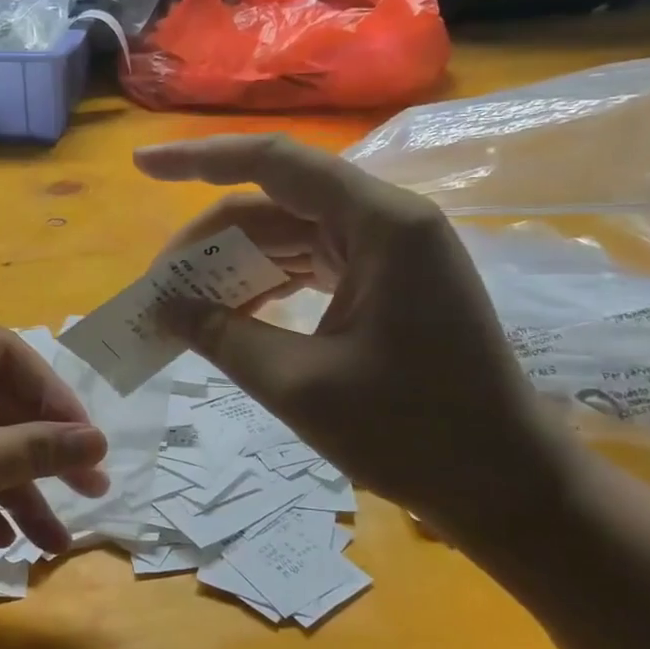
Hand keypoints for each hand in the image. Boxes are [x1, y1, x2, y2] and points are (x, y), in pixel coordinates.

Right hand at [135, 134, 572, 541]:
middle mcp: (386, 220)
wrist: (509, 488)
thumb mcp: (300, 385)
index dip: (199, 160)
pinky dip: (265, 284)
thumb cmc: (415, 435)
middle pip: (274, 204)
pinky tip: (229, 313)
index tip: (140, 167)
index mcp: (380, 223)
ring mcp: (389, 251)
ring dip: (233, 266)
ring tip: (182, 304)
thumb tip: (160, 305)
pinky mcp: (386, 282)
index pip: (273, 164)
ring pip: (287, 236)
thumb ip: (222, 336)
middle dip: (209, 241)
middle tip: (157, 286)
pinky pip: (309, 265)